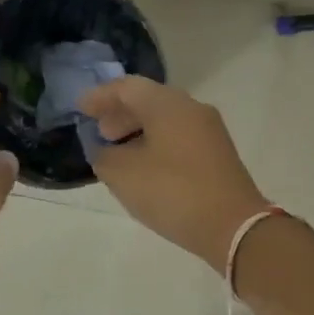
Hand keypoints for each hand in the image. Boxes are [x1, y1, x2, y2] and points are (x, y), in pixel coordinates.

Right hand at [78, 76, 269, 268]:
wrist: (233, 226)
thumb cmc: (173, 192)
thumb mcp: (123, 175)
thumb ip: (104, 156)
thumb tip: (105, 151)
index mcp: (168, 104)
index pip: (127, 87)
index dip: (100, 97)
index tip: (80, 109)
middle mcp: (191, 108)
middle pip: (148, 100)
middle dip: (119, 114)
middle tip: (100, 133)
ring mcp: (209, 131)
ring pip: (165, 119)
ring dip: (138, 130)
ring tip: (118, 153)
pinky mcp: (217, 154)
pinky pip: (178, 136)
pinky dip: (155, 143)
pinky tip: (144, 167)